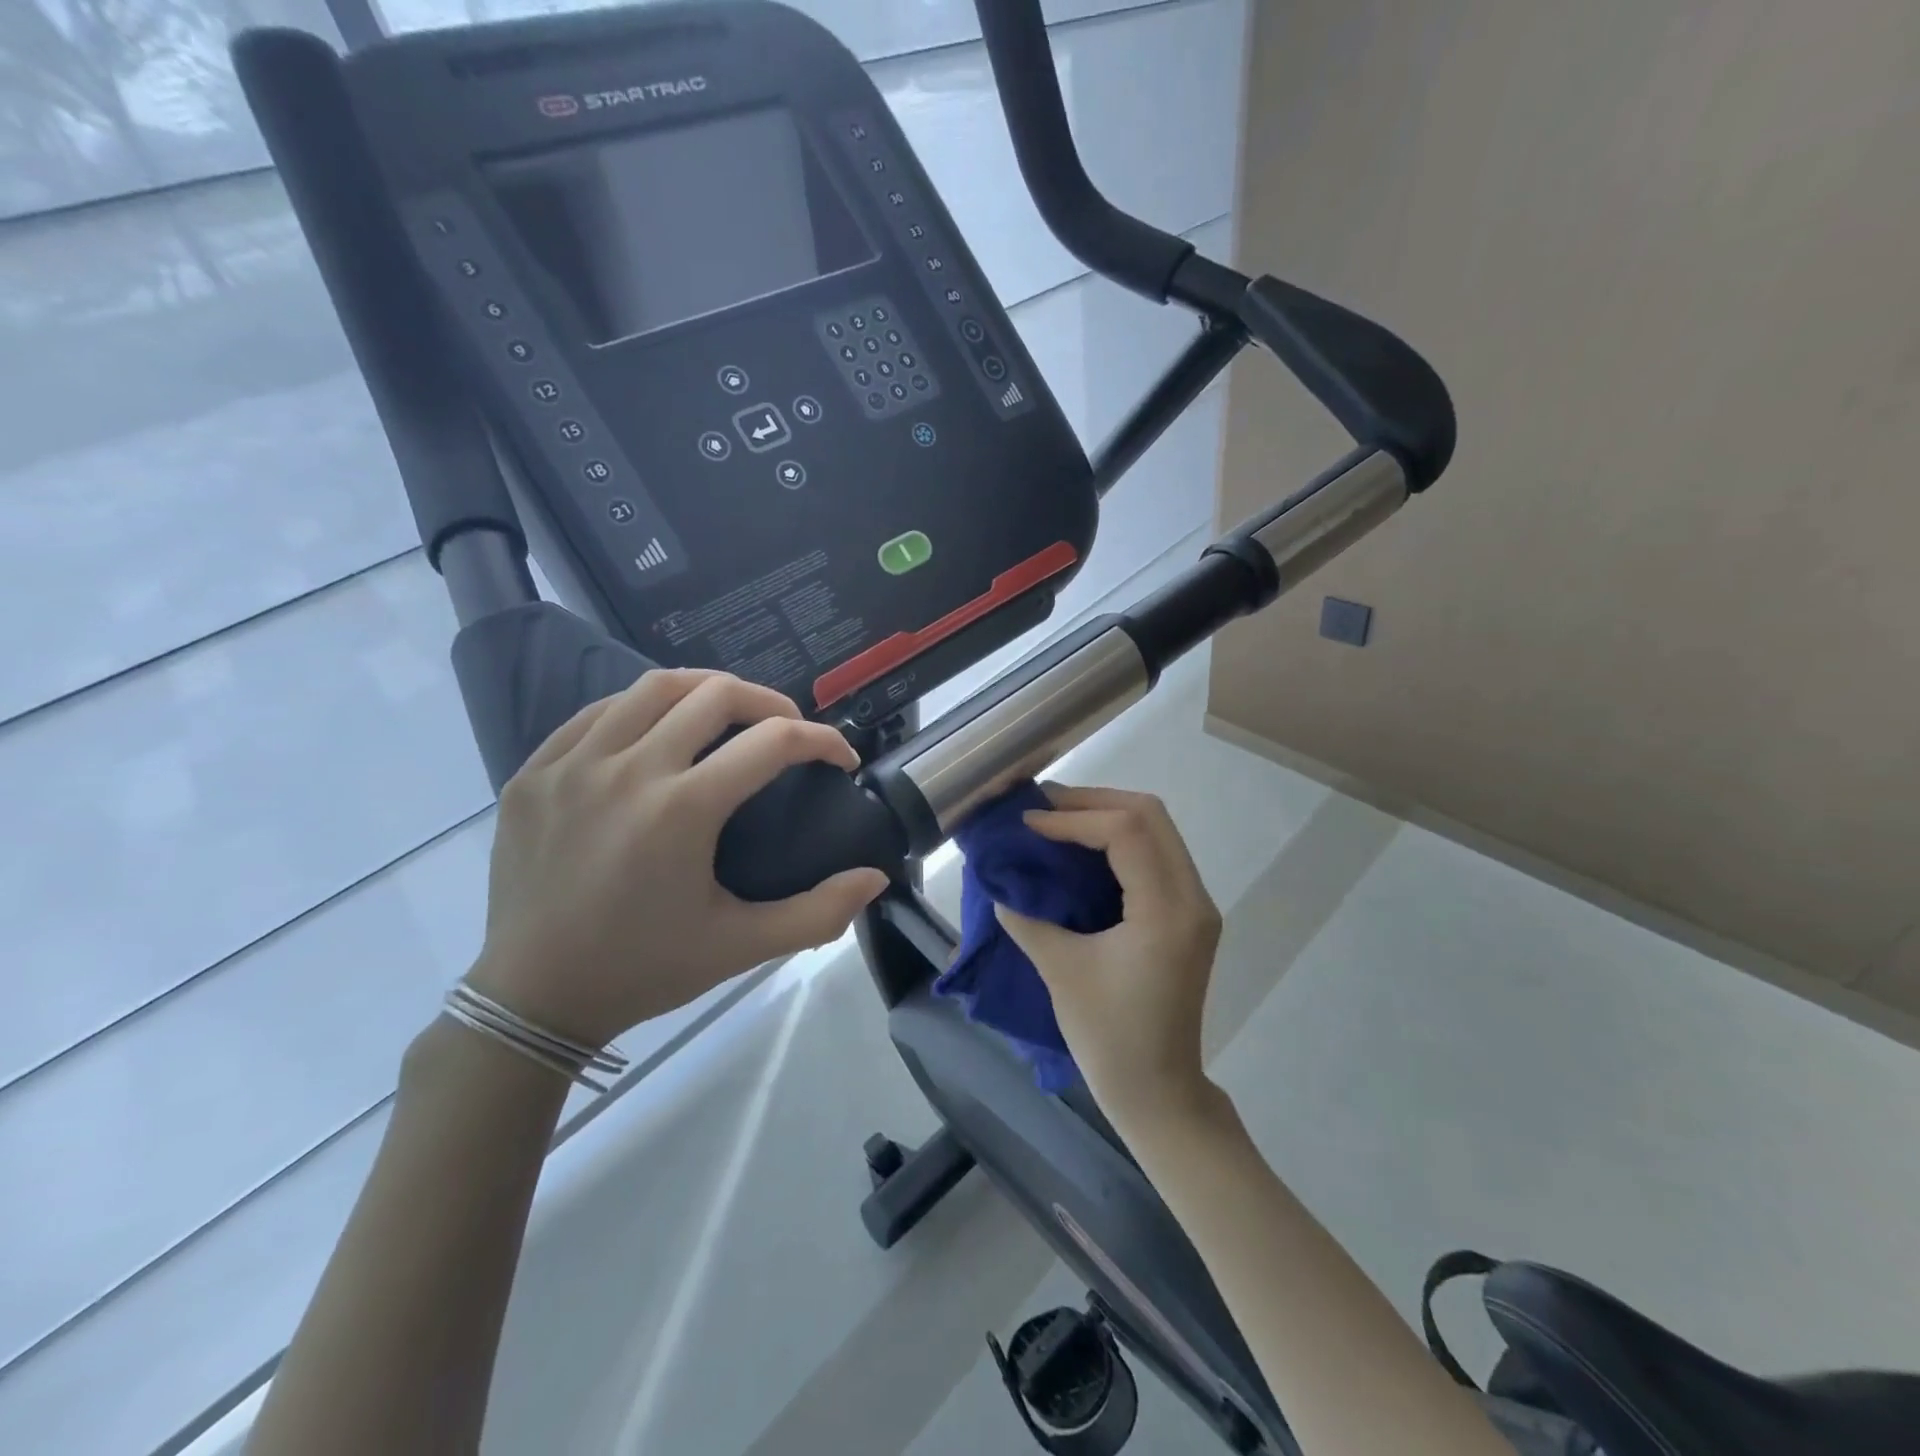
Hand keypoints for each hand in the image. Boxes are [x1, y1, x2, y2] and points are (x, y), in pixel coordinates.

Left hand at [467, 669, 888, 1048]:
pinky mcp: (534, 771)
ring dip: (706, 690)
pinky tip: (658, 731)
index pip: (772, 742)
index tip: (841, 758)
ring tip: (729, 714)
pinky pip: (597, 712)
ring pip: (653, 687)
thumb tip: (875, 878)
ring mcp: (572, 765)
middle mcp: (627, 770)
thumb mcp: (740, 947)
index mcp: (681, 810)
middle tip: (789, 730)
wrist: (532, 999)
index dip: (822, 740)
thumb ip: (818, 913)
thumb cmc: (644, 970)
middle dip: (770, 702)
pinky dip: (642, 708)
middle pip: (715, 694)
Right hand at [995, 785, 1222, 1128]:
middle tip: (1044, 808)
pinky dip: (1120, 839)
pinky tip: (1083, 848)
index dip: (1073, 818)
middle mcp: (1192, 898)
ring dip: (1107, 815)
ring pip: (1158, 829)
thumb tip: (998, 883)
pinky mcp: (1188, 915)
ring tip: (1057, 819)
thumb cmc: (1109, 1038)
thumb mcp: (1061, 971)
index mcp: (1167, 912)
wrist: (1158, 1091)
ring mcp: (1196, 905)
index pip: (1126, 832)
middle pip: (1151, 815)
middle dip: (1093, 802)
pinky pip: (1157, 853)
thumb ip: (1027, 918)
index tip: (1029, 825)